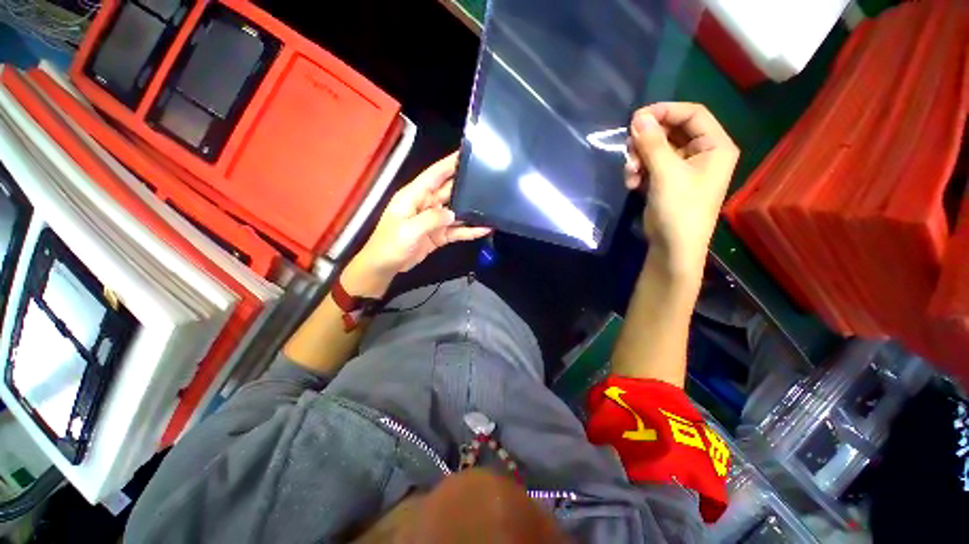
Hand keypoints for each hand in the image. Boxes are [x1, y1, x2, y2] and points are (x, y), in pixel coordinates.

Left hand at [343, 152, 491, 296]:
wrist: (385, 266)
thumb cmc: (390, 244)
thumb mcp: (409, 229)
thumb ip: (432, 219)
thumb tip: (453, 214)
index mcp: (414, 196)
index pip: (434, 175)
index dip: (450, 163)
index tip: (467, 153)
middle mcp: (426, 204)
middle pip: (449, 191)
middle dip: (466, 185)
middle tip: (489, 180)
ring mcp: (433, 220)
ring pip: (456, 211)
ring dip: (471, 210)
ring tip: (492, 206)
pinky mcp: (439, 234)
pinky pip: (456, 230)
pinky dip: (469, 231)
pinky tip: (484, 229)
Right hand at [624, 103, 738, 276]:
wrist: (673, 247)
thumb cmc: (679, 209)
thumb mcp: (666, 173)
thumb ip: (652, 143)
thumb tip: (637, 117)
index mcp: (715, 146)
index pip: (692, 114)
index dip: (665, 111)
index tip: (637, 118)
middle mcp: (702, 153)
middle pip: (671, 131)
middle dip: (647, 141)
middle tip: (628, 150)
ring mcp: (683, 168)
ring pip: (657, 149)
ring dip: (639, 158)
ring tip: (630, 174)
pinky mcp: (667, 181)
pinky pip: (651, 165)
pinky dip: (639, 171)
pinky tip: (631, 183)